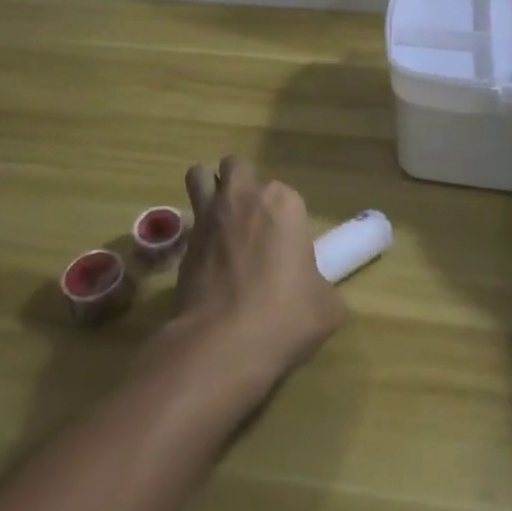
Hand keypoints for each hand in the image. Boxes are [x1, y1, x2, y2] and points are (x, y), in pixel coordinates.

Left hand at [147, 156, 346, 391]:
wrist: (224, 343)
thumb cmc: (285, 316)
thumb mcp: (327, 306)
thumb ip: (322, 286)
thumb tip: (315, 292)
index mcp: (283, 202)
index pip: (286, 195)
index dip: (286, 221)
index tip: (288, 251)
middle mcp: (244, 197)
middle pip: (237, 166)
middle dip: (241, 184)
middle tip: (250, 222)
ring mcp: (209, 215)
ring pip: (200, 176)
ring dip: (208, 189)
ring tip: (219, 221)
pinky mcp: (184, 242)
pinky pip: (188, 222)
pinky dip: (195, 232)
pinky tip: (206, 261)